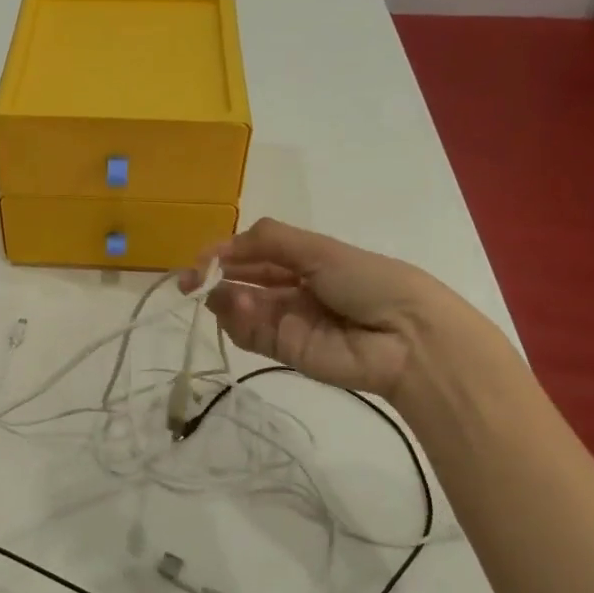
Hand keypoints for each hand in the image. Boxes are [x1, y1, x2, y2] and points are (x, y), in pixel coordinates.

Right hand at [180, 218, 470, 403]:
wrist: (405, 336)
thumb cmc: (367, 280)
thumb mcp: (319, 249)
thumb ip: (268, 241)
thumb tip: (221, 245)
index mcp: (304, 261)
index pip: (255, 254)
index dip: (226, 253)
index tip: (200, 257)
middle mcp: (291, 290)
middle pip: (242, 281)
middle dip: (214, 277)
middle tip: (188, 279)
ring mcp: (286, 321)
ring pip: (241, 309)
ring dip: (225, 298)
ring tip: (216, 291)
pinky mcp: (284, 351)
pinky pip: (250, 334)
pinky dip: (238, 321)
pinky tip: (240, 308)